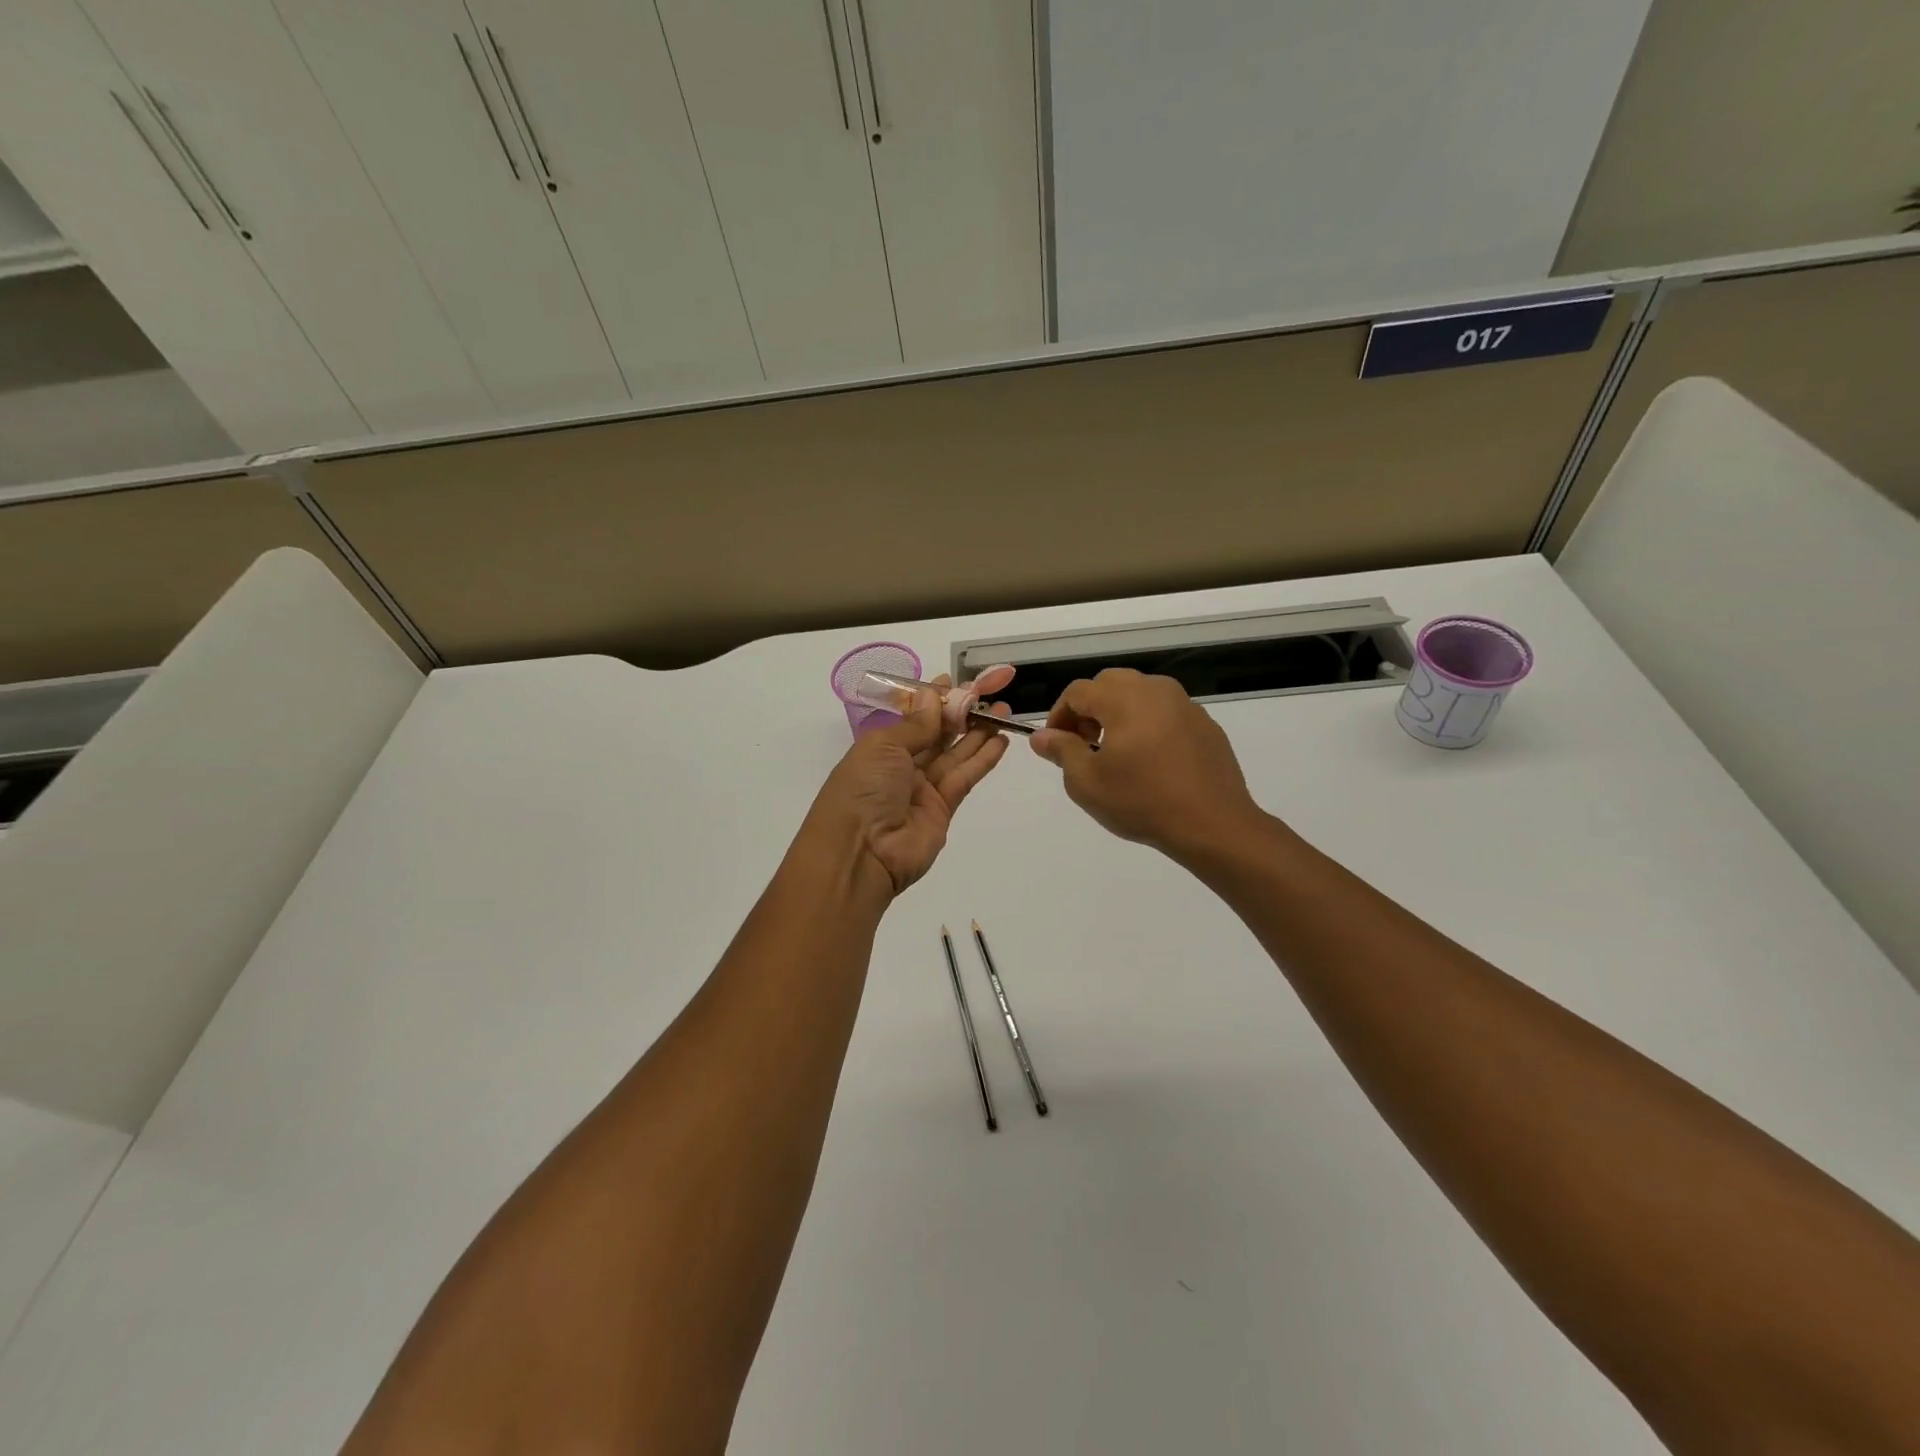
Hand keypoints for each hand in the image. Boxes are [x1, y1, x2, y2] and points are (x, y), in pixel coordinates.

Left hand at [806, 670, 1013, 894]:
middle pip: (937, 734)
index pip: (912, 717)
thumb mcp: (884, 747)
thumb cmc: (863, 790)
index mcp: (880, 747)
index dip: (934, 699)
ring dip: (979, 732)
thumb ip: (915, 724)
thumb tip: (933, 695)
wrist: (861, 854)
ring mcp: (923, 788)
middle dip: (962, 712)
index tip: (956, 681)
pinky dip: (983, 759)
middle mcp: (901, 765)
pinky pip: (965, 777)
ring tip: (1004, 711)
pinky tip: (1001, 740)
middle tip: (990, 692)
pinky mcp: (943, 809)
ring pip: (955, 753)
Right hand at [1030, 668, 1263, 862]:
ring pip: (1139, 693)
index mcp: (1123, 699)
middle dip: (1088, 709)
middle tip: (1083, 744)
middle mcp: (1155, 690)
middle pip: (1109, 684)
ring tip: (1116, 752)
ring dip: (1118, 713)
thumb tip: (1041, 736)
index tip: (1055, 745)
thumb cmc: (1142, 802)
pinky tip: (1151, 761)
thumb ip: (1061, 751)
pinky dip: (1148, 724)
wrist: (1213, 824)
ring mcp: (1184, 704)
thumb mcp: (1087, 783)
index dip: (1058, 716)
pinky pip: (1165, 711)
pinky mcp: (1205, 723)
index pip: (1077, 692)